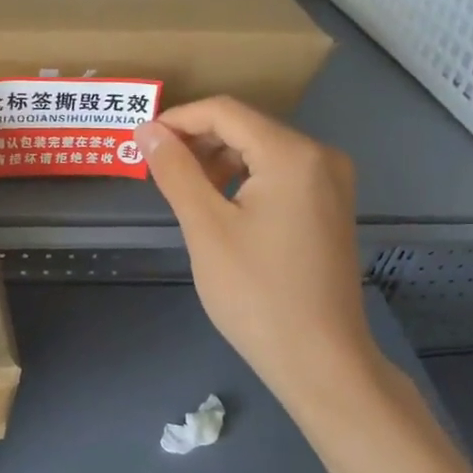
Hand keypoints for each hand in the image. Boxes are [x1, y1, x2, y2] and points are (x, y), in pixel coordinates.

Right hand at [135, 98, 375, 415]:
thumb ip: (176, 170)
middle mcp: (321, 156)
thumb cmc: (257, 293)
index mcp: (292, 154)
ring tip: (183, 190)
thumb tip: (148, 130)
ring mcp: (331, 183)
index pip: (225, 112)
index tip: (141, 141)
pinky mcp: (330, 208)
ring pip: (262, 152)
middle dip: (197, 142)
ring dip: (218, 162)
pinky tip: (219, 206)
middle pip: (246, 128)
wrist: (320, 360)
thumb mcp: (206, 228)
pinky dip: (244, 180)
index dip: (178, 119)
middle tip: (156, 169)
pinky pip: (280, 175)